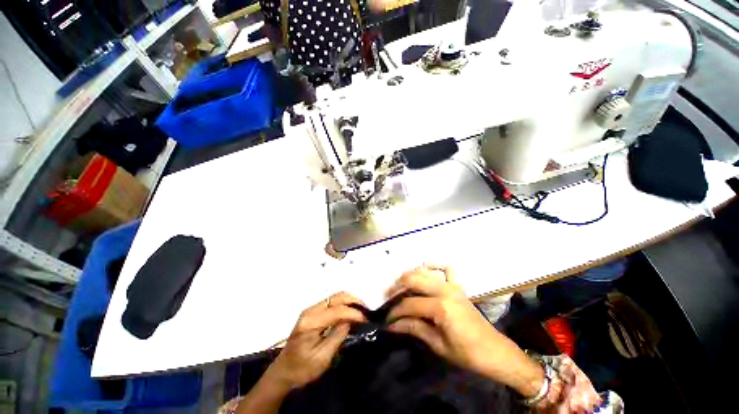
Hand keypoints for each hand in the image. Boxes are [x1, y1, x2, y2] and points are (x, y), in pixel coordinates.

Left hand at [267, 292, 366, 388]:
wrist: (284, 371)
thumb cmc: (302, 369)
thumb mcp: (322, 358)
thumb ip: (337, 336)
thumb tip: (351, 320)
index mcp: (310, 322)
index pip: (337, 310)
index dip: (353, 313)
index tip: (366, 319)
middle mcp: (311, 310)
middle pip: (337, 296)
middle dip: (354, 301)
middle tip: (366, 311)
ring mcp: (312, 309)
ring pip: (336, 296)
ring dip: (350, 301)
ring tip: (361, 311)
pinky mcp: (314, 312)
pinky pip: (333, 302)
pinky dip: (344, 304)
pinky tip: (351, 312)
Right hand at [386, 265, 544, 397]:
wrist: (495, 351)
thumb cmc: (467, 354)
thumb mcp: (438, 345)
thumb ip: (415, 329)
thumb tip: (392, 325)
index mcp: (440, 307)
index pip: (409, 304)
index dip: (395, 312)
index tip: (387, 320)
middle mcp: (445, 290)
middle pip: (413, 279)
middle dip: (397, 287)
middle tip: (389, 297)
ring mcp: (452, 285)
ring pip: (424, 271)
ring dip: (410, 276)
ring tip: (401, 286)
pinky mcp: (457, 286)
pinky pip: (445, 270)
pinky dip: (434, 268)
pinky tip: (426, 274)